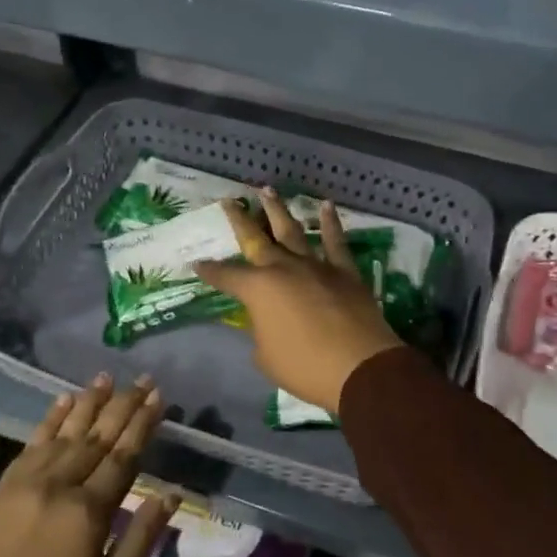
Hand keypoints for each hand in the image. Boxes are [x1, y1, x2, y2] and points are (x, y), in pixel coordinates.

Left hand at [0, 376, 175, 556]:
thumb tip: (169, 496)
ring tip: (107, 377)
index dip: (143, 424)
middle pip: (98, 436)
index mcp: (88, 512)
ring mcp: (28, 481)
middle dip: (123, 405)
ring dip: (89, 402)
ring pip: (66, 432)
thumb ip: (139, 541)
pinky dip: (51, 418)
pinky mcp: (4, 485)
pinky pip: (33, 442)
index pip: (123, 456)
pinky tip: (64, 400)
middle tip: (143, 379)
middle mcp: (59, 484)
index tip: (159, 396)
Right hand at [194, 191, 403, 415]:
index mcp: (258, 289)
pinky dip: (330, 222)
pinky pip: (336, 241)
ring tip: (267, 189)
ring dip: (278, 210)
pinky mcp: (344, 271)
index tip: (197, 263)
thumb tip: (265, 324)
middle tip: (229, 201)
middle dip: (240, 220)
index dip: (210, 271)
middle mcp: (283, 268)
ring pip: (292, 231)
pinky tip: (325, 205)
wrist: (359, 367)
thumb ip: (261, 333)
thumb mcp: (266, 356)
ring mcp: (316, 266)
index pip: (226, 276)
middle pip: (257, 239)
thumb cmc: (304, 367)